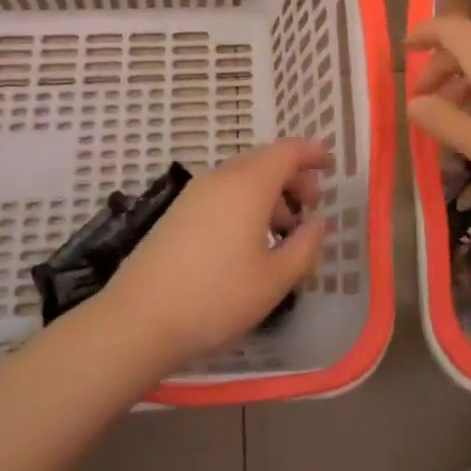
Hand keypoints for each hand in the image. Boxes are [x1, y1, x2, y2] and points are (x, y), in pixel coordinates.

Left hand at [97, 139, 329, 369]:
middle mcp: (221, 178)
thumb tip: (317, 224)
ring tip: (284, 230)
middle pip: (264, 161)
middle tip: (312, 205)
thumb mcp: (274, 280)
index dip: (313, 153)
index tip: (331, 165)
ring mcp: (194, 194)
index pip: (287, 151)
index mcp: (248, 185)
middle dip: (293, 177)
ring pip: (242, 178)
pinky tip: (248, 241)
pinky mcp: (177, 213)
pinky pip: (222, 193)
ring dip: (269, 194)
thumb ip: (305, 247)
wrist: (138, 319)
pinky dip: (245, 203)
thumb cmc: (216, 298)